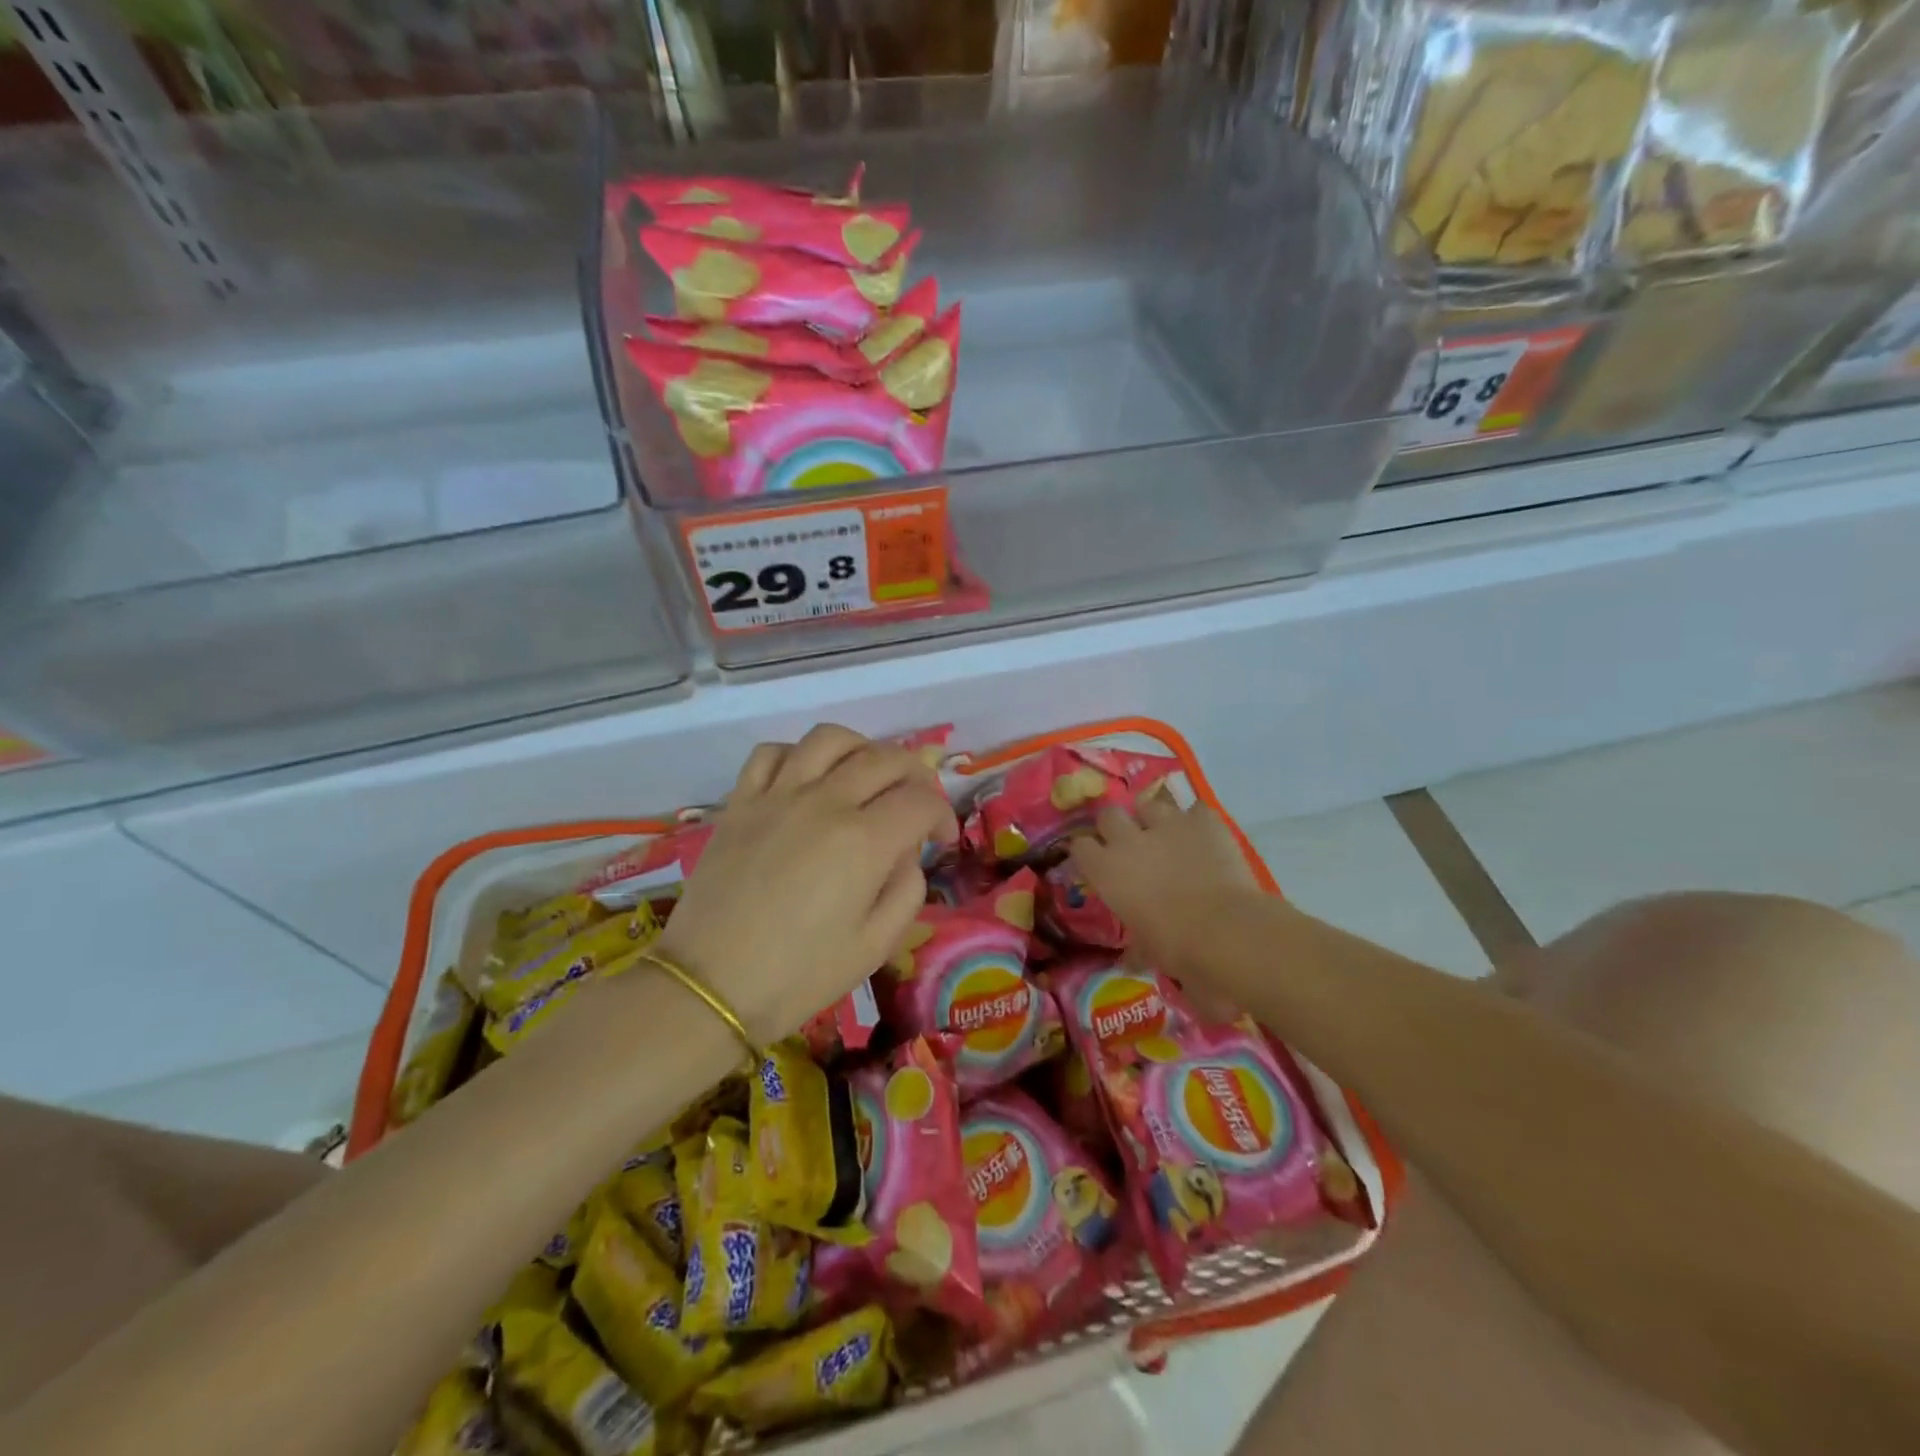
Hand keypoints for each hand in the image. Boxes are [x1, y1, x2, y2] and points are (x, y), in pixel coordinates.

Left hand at [655, 725, 957, 1044]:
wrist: (710, 986)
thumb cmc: (799, 976)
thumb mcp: (875, 946)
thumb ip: (907, 890)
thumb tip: (906, 852)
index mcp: (864, 841)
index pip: (921, 800)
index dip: (941, 814)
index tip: (940, 840)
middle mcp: (825, 802)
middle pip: (884, 758)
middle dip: (915, 775)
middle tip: (915, 804)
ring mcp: (777, 796)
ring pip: (829, 739)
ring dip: (861, 749)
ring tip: (865, 775)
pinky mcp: (740, 802)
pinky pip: (771, 752)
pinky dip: (797, 754)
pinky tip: (805, 779)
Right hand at [1071, 794, 1260, 978]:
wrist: (1227, 930)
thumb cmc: (1177, 949)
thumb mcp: (1147, 952)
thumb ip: (1135, 946)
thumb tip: (1129, 960)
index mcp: (1106, 870)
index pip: (1080, 846)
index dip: (1088, 853)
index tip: (1097, 862)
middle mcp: (1129, 839)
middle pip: (1109, 814)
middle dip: (1116, 825)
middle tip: (1129, 843)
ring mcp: (1167, 824)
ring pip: (1149, 805)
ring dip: (1154, 818)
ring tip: (1167, 835)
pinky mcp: (1204, 820)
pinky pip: (1195, 810)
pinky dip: (1197, 822)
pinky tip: (1204, 836)